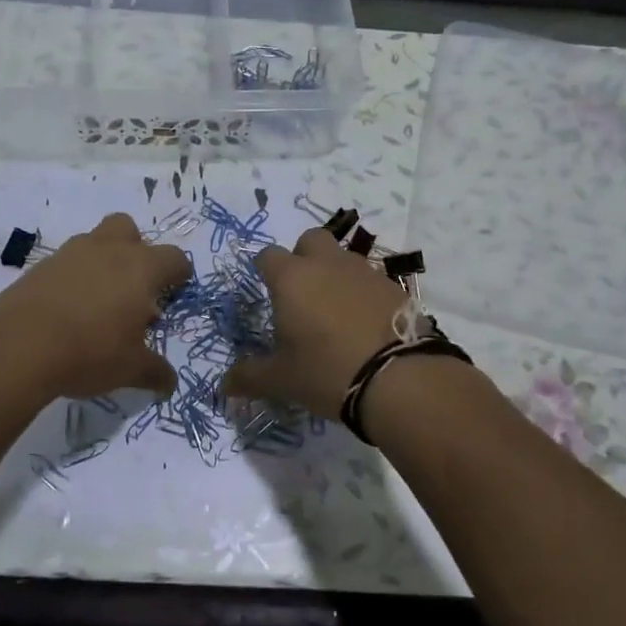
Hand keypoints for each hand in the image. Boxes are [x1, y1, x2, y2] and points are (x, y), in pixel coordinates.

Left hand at [0, 213, 190, 399]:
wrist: (18, 346)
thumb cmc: (90, 351)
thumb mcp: (131, 369)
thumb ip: (155, 371)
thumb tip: (169, 383)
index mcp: (141, 268)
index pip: (173, 257)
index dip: (179, 274)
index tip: (176, 291)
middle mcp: (108, 250)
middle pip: (129, 229)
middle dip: (136, 250)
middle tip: (134, 287)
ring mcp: (70, 254)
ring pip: (94, 242)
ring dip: (102, 263)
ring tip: (99, 303)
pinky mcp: (39, 267)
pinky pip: (66, 264)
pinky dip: (73, 279)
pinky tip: (68, 311)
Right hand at [224, 227, 407, 418]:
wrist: (401, 378)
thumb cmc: (327, 371)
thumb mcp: (282, 380)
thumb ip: (250, 377)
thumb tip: (224, 385)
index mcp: (292, 278)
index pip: (268, 256)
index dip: (264, 270)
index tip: (266, 290)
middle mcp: (327, 264)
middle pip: (309, 240)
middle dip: (302, 258)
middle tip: (301, 294)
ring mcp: (364, 271)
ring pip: (342, 258)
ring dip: (334, 275)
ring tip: (334, 314)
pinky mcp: (394, 287)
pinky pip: (370, 279)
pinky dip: (362, 293)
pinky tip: (364, 324)